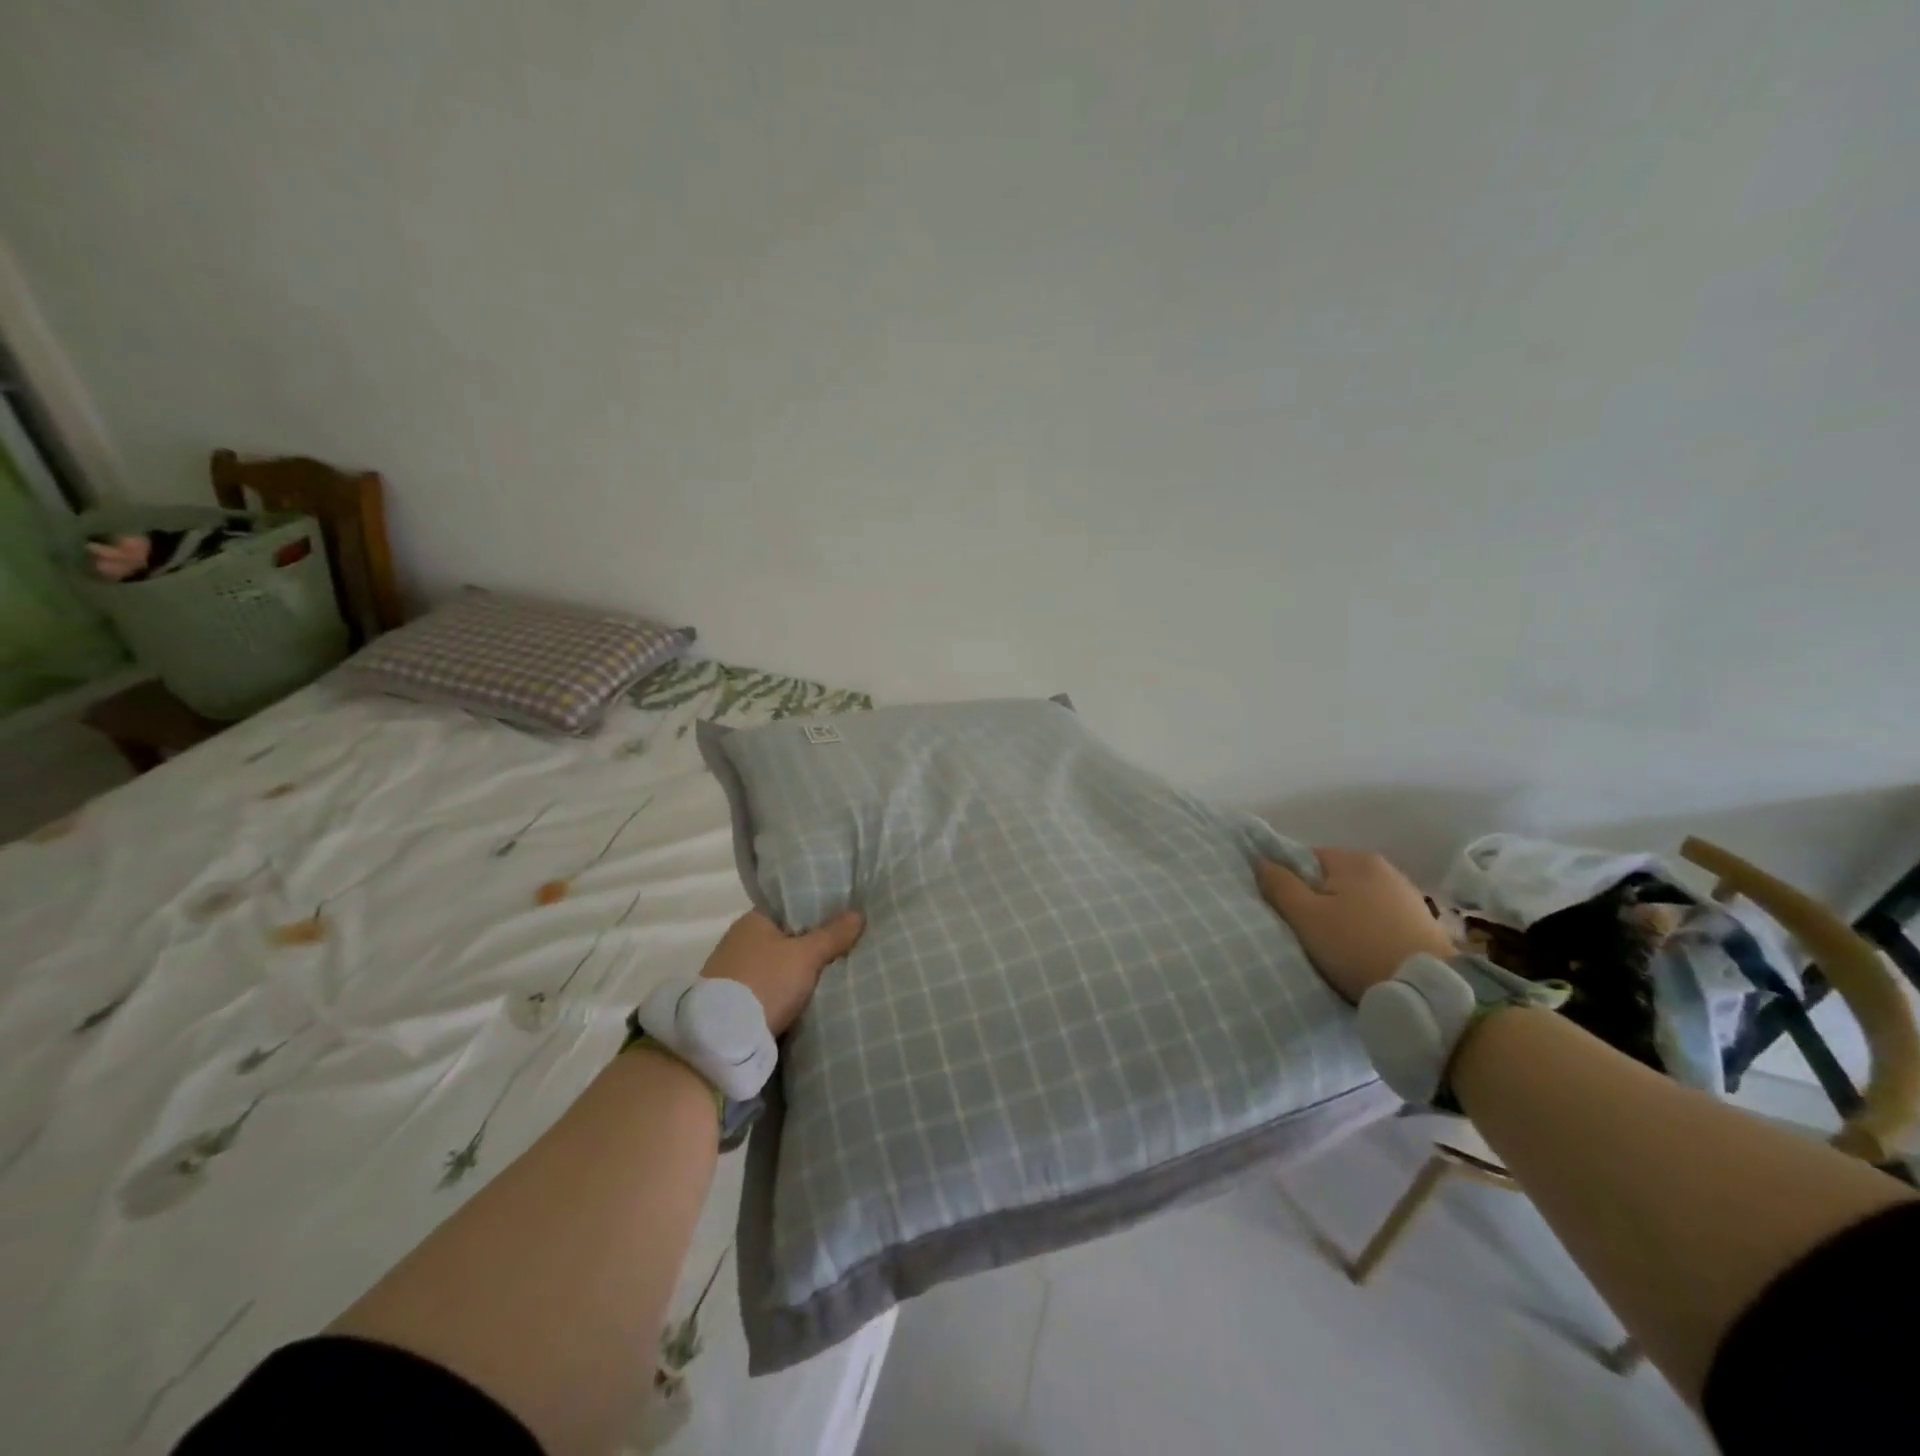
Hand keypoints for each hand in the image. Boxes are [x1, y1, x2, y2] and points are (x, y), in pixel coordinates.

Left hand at [699, 909, 863, 1035]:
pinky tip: (808, 995)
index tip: (844, 918)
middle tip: (846, 946)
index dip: (818, 911)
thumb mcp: (806, 956)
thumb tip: (858, 914)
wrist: (722, 1040)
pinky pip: (770, 987)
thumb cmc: (765, 982)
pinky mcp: (734, 1000)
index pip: (791, 907)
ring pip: (778, 964)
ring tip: (834, 972)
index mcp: (753, 920)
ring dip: (799, 970)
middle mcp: (740, 940)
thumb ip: (832, 935)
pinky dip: (787, 990)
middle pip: (786, 936)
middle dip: (812, 943)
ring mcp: (734, 971)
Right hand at [1256, 848, 1454, 1003]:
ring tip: (1337, 947)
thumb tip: (1261, 860)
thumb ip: (1279, 885)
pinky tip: (1365, 952)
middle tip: (1309, 933)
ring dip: (1345, 917)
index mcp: (1354, 860)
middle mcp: (1384, 868)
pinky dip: (1368, 930)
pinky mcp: (1423, 922)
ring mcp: (1407, 895)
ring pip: (1358, 900)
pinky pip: (1380, 918)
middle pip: (1333, 880)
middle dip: (1319, 902)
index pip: (1307, 859)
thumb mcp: (1305, 917)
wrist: (1426, 990)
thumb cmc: (1356, 946)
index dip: (1292, 883)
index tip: (1289, 913)